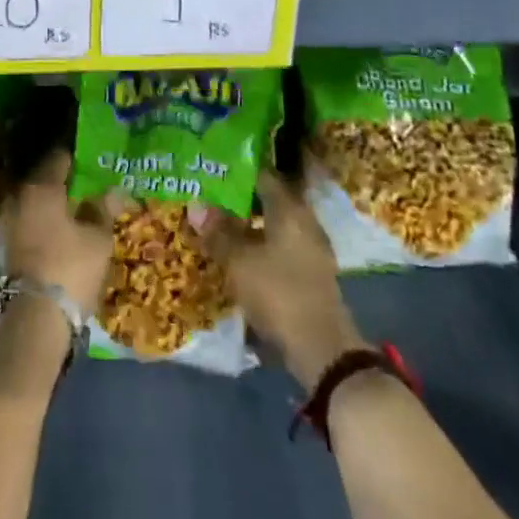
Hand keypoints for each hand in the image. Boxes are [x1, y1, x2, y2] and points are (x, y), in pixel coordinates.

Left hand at [5, 150, 120, 312]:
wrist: (36, 317)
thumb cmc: (71, 267)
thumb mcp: (97, 238)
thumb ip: (103, 209)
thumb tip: (114, 189)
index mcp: (41, 187)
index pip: (59, 158)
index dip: (77, 157)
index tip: (93, 158)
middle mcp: (20, 197)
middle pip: (45, 179)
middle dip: (65, 180)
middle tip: (89, 183)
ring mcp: (10, 221)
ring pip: (36, 201)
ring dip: (54, 202)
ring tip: (79, 207)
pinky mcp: (8, 245)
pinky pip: (30, 220)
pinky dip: (45, 220)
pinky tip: (64, 229)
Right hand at [194, 169, 362, 388]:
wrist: (322, 350)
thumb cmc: (279, 292)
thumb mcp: (239, 261)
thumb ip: (218, 231)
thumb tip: (196, 203)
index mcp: (290, 209)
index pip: (263, 175)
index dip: (237, 170)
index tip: (212, 168)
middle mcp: (304, 222)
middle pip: (268, 200)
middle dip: (239, 199)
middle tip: (209, 196)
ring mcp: (311, 250)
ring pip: (273, 226)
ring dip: (248, 226)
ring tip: (217, 227)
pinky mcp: (310, 275)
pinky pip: (279, 248)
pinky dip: (259, 247)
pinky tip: (238, 256)